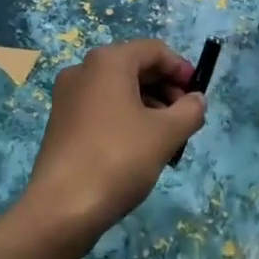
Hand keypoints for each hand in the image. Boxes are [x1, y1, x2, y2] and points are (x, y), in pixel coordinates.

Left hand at [16, 40, 205, 253]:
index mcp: (108, 61)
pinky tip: (139, 148)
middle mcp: (83, 69)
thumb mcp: (165, 134)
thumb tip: (197, 99)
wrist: (61, 207)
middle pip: (134, 67)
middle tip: (185, 118)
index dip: (181, 68)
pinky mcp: (61, 122)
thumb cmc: (118, 158)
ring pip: (118, 90)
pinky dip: (125, 118)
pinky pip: (101, 108)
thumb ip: (189, 110)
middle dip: (165, 89)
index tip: (198, 95)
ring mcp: (68, 96)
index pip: (153, 50)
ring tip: (167, 139)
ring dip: (148, 106)